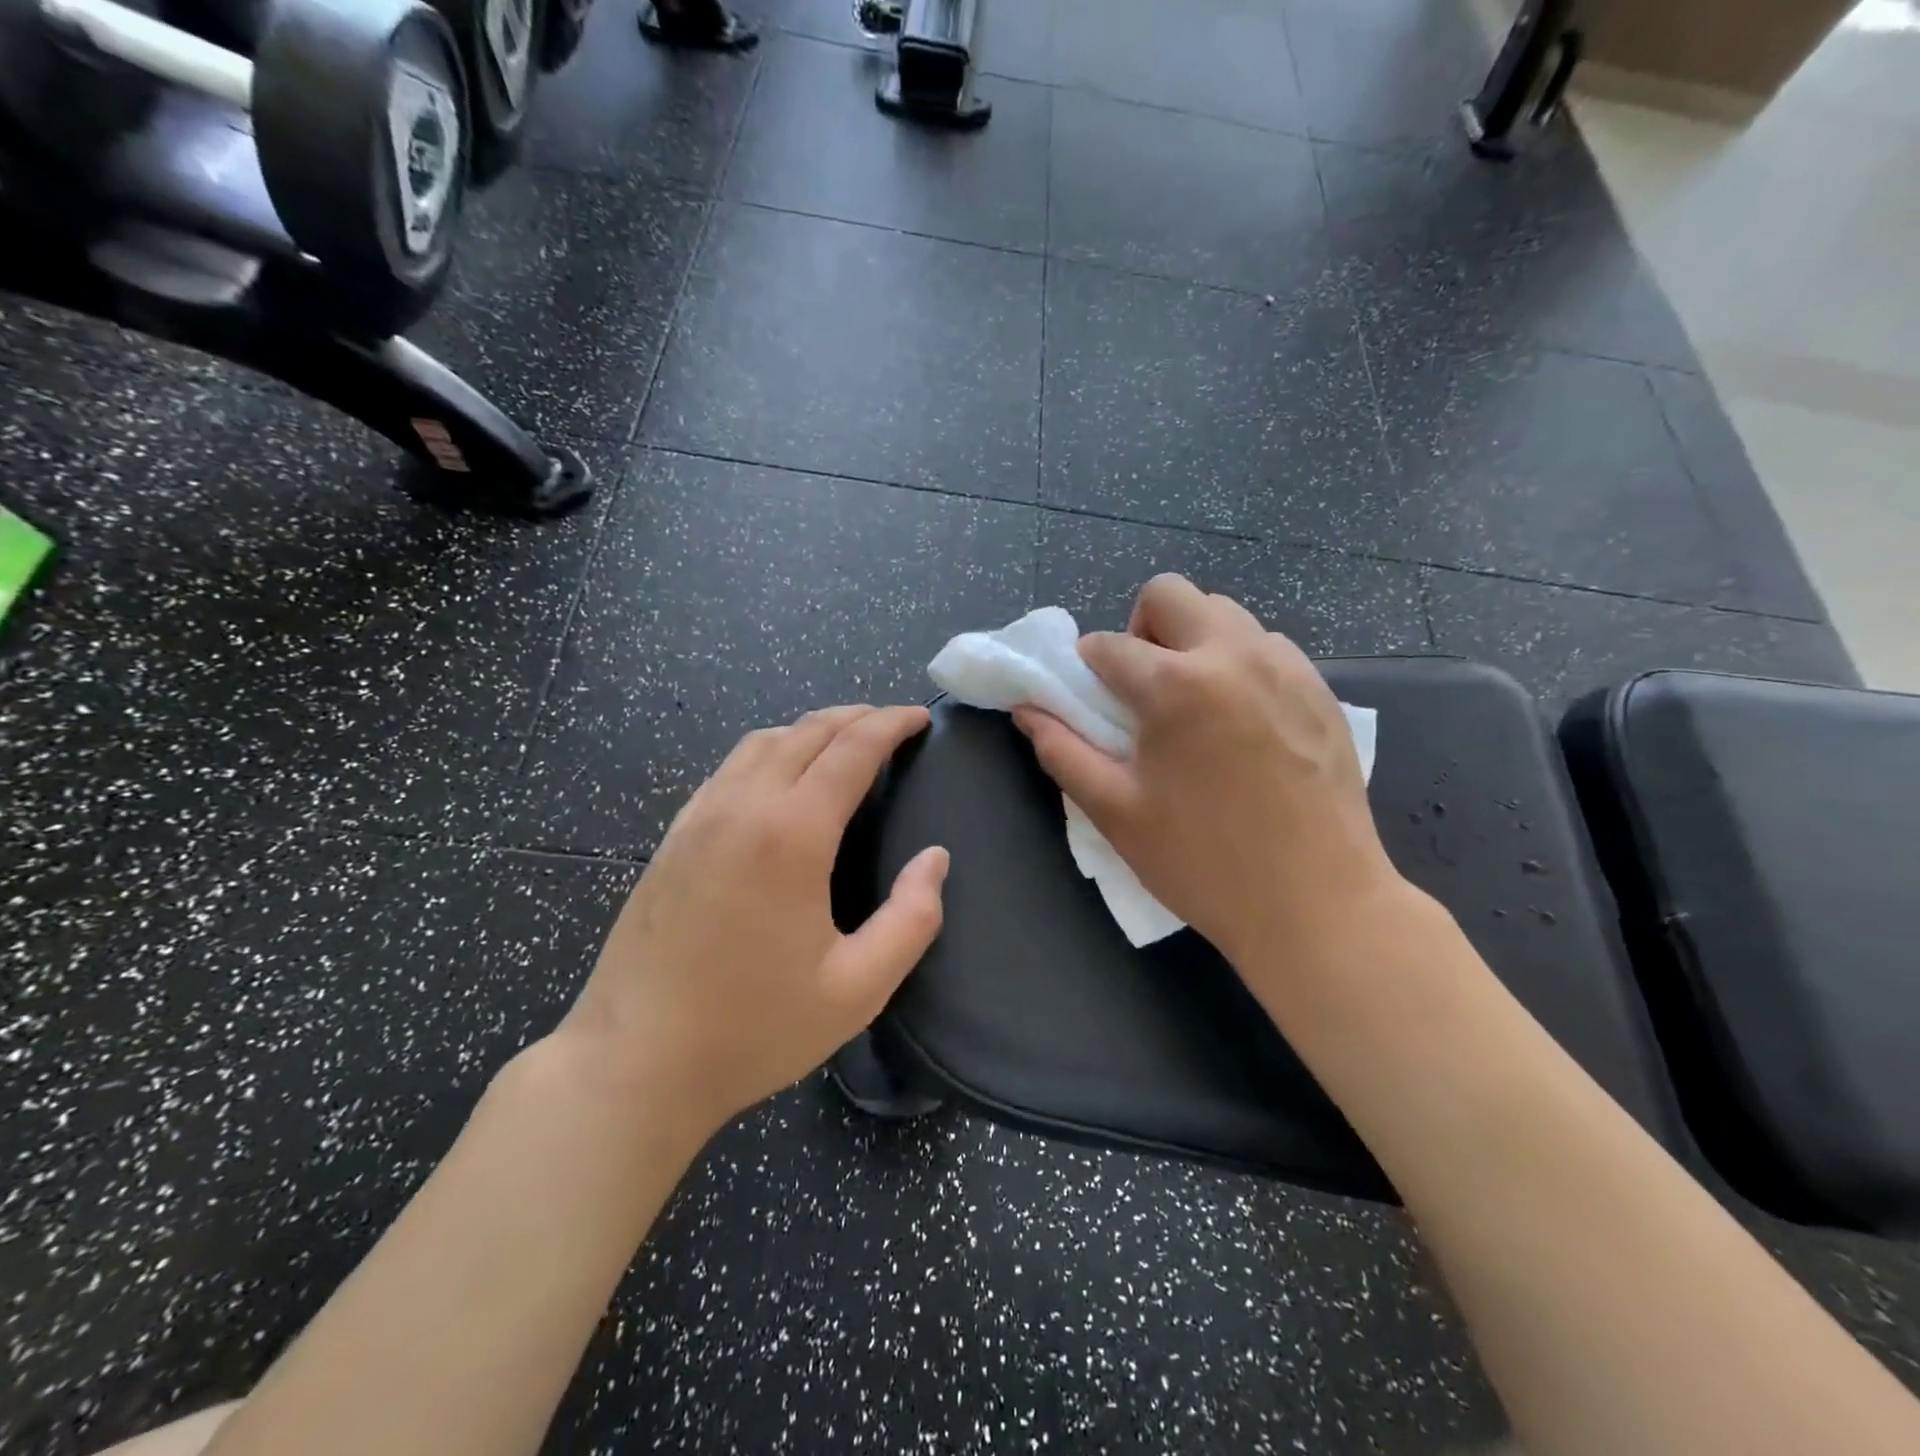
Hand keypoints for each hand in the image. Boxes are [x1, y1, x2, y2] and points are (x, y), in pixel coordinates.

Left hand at [560, 705, 947, 1135]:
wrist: (633, 1063)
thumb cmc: (753, 1029)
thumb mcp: (857, 989)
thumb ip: (912, 919)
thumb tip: (935, 859)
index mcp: (791, 834)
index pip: (851, 749)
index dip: (891, 724)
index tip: (920, 718)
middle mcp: (741, 807)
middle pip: (806, 732)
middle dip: (856, 717)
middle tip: (892, 723)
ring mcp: (698, 817)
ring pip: (761, 742)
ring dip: (810, 729)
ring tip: (844, 741)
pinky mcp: (673, 837)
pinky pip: (729, 768)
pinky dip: (770, 751)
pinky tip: (781, 777)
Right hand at [1012, 575, 1402, 972]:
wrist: (1317, 905)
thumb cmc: (1203, 863)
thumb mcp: (1115, 811)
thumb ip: (1062, 750)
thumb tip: (1027, 710)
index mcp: (1176, 685)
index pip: (1108, 645)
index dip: (1086, 670)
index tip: (1092, 703)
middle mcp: (1234, 654)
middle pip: (1170, 594)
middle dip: (1140, 629)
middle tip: (1143, 689)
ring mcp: (1287, 667)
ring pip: (1224, 614)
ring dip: (1191, 643)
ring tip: (1194, 706)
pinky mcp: (1321, 689)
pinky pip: (1266, 646)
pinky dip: (1237, 663)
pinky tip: (1241, 723)